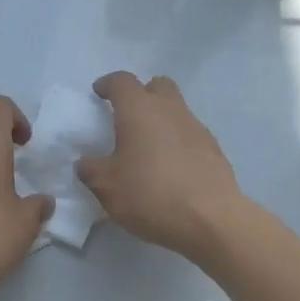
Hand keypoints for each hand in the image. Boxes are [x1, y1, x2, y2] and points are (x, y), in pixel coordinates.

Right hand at [77, 72, 245, 261]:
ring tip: (148, 147)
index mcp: (139, 110)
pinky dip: (177, 141)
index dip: (108, 84)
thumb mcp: (107, 187)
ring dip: (161, 119)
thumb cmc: (150, 195)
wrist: (210, 219)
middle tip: (128, 116)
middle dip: (142, 94)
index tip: (99, 93)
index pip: (122, 81)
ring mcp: (196, 127)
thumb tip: (86, 163)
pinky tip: (170, 167)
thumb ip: (91, 170)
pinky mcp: (214, 149)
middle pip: (157, 86)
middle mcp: (170, 110)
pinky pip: (190, 134)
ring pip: (176, 109)